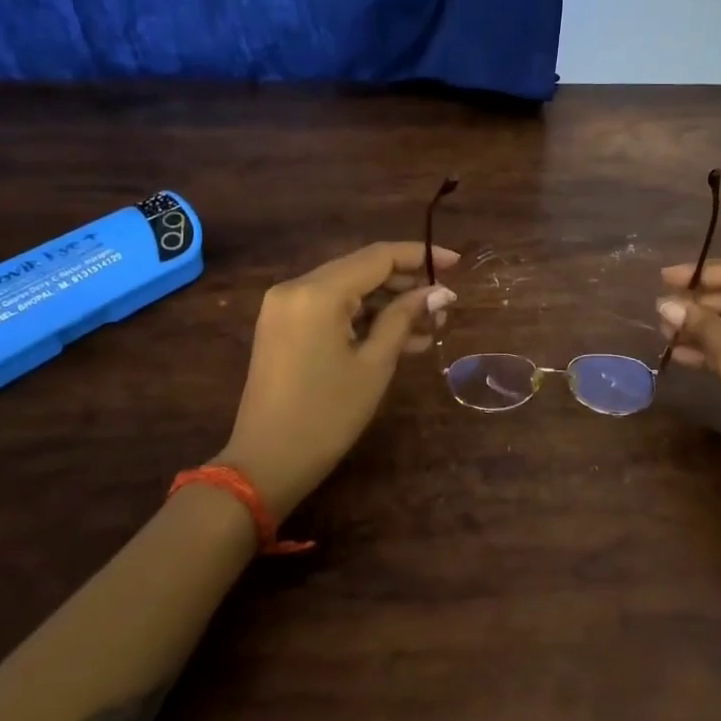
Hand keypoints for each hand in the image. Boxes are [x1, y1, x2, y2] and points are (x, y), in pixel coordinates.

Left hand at [218, 241, 456, 517]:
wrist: (265, 464)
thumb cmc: (327, 416)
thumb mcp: (375, 364)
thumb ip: (405, 318)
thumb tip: (439, 292)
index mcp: (317, 292)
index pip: (378, 256)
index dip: (420, 256)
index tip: (455, 263)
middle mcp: (296, 287)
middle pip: (362, 270)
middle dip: (406, 284)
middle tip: (444, 305)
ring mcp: (286, 306)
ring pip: (349, 290)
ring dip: (388, 305)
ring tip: (431, 327)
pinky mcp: (284, 326)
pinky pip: (332, 309)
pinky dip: (364, 319)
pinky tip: (402, 339)